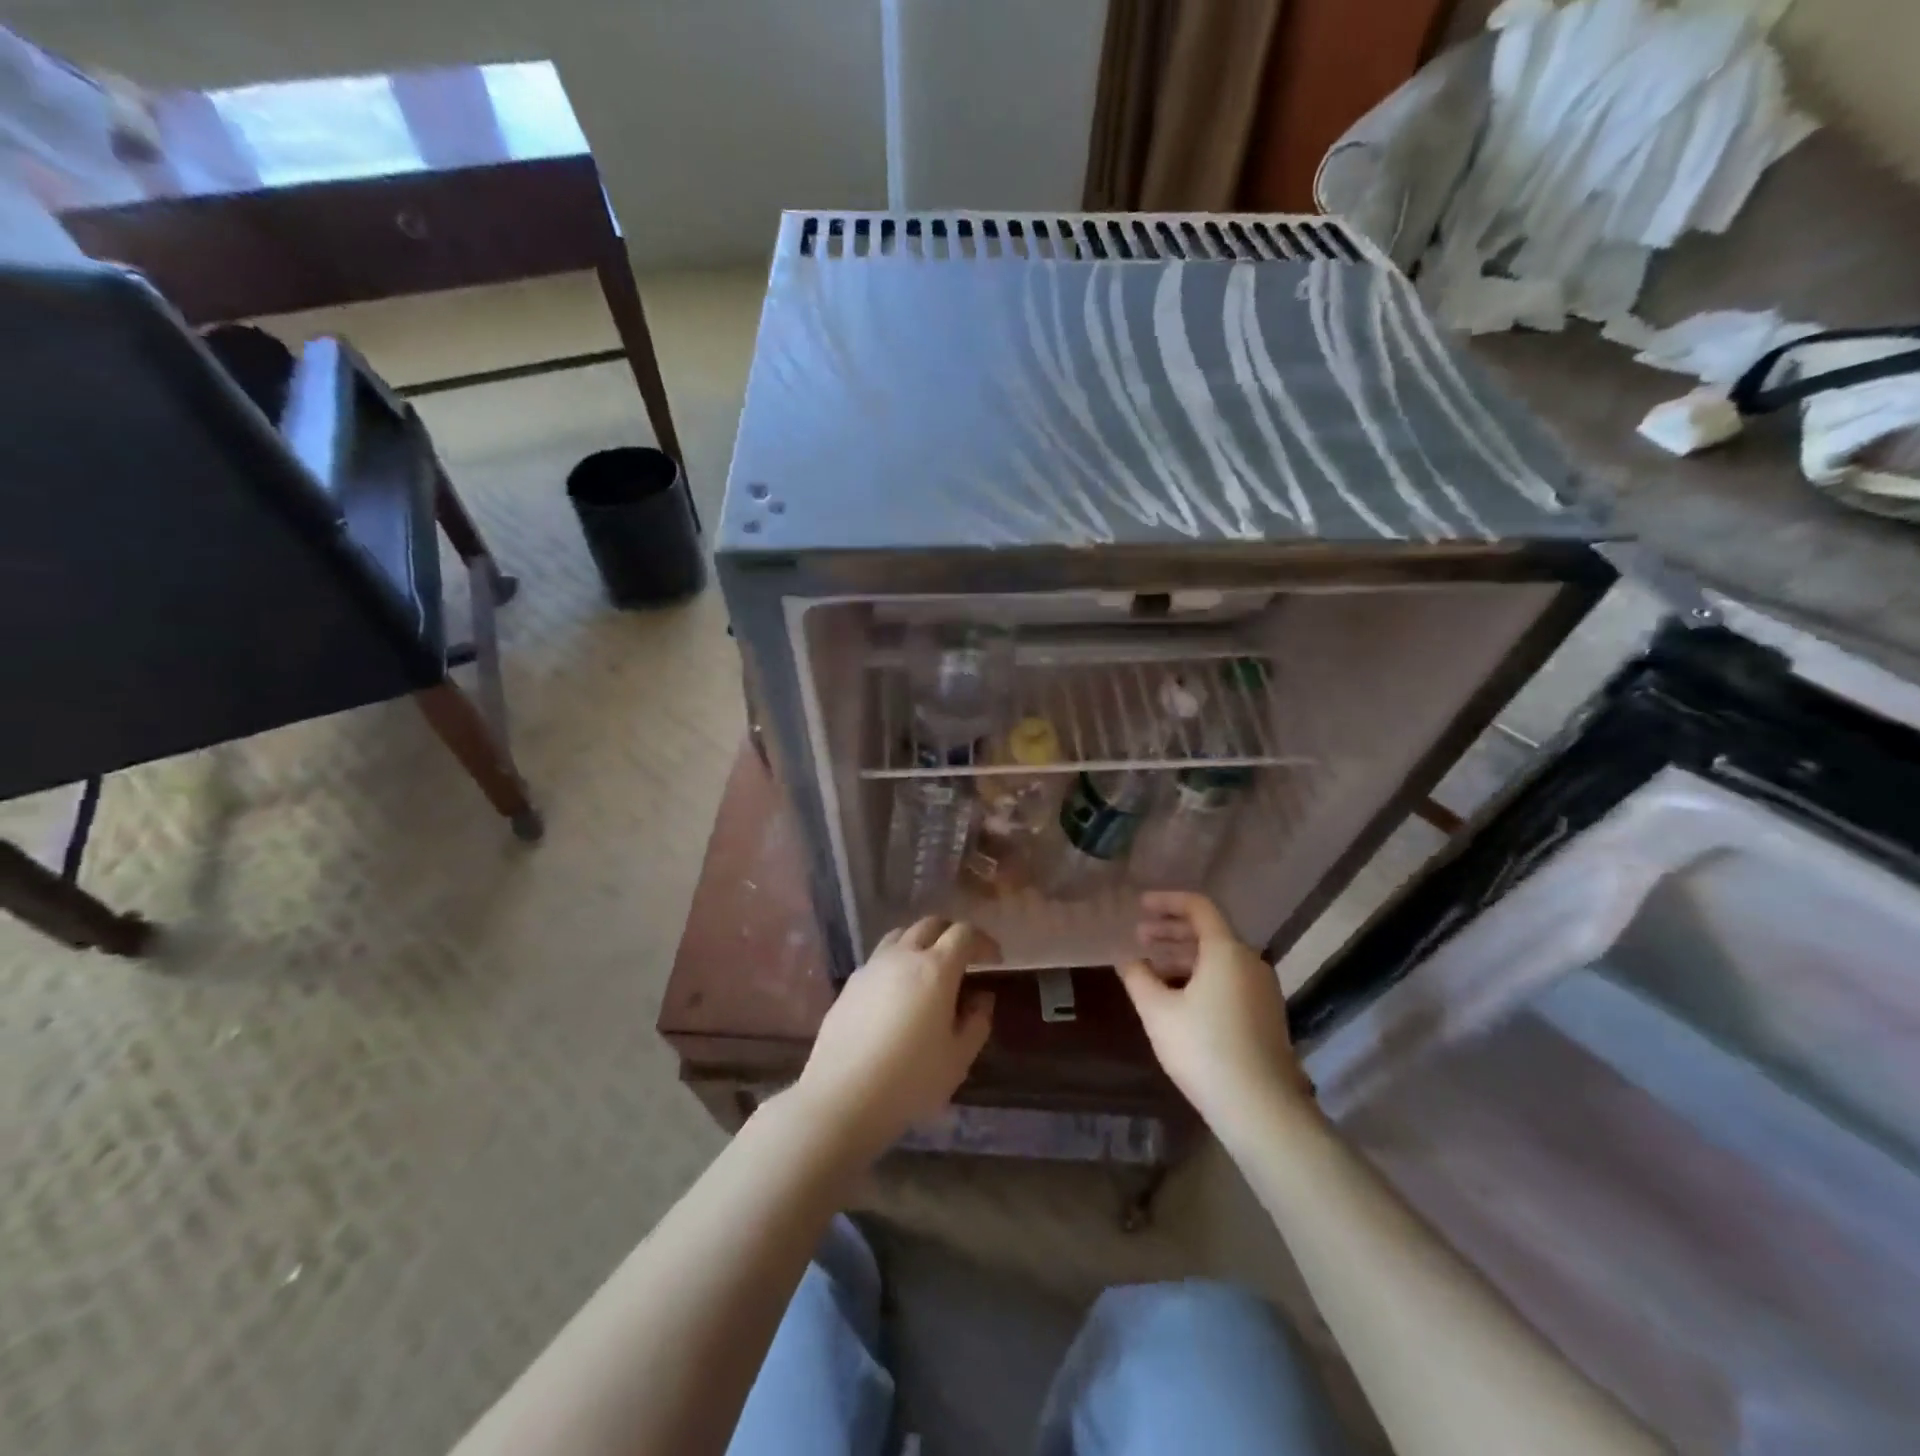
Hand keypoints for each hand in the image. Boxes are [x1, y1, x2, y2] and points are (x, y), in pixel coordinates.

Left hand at [793, 917, 997, 1159]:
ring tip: (928, 969)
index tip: (994, 959)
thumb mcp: (958, 1058)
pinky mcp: (850, 984)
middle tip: (964, 958)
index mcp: (936, 969)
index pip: (964, 934)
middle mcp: (903, 956)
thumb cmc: (910, 1080)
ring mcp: (872, 967)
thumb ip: (977, 1021)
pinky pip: (879, 959)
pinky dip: (896, 962)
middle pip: (930, 924)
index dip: (983, 941)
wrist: (842, 1096)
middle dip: (952, 934)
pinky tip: (896, 993)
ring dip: (921, 942)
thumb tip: (981, 997)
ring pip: (901, 935)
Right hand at [1118, 892, 1313, 1133]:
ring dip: (1183, 955)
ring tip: (1152, 967)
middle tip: (1139, 936)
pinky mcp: (1266, 1013)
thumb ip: (1138, 977)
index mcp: (1226, 951)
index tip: (1139, 906)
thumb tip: (1127, 959)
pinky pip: (1229, 978)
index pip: (1198, 907)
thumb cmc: (1203, 1050)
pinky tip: (1178, 995)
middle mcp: (1250, 961)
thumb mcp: (1157, 1012)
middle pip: (1209, 931)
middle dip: (1171, 930)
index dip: (1166, 901)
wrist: (1261, 1108)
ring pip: (1218, 958)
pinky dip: (1201, 974)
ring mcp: (1262, 988)